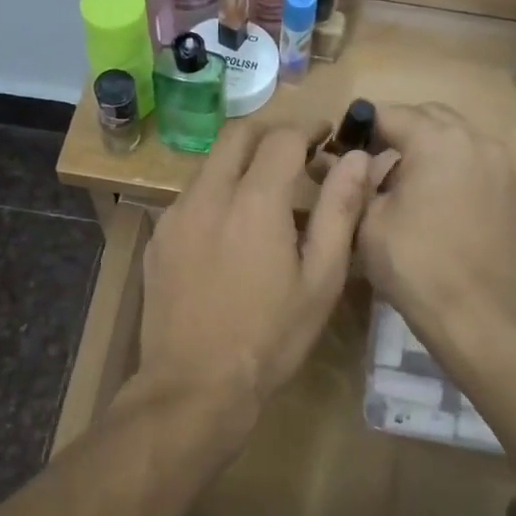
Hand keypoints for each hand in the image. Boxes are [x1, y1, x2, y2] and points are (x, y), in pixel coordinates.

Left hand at [138, 120, 375, 452]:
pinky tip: (230, 232)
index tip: (326, 138)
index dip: (309, 129)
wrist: (194, 386)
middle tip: (297, 154)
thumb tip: (357, 159)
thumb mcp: (321, 279)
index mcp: (254, 201)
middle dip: (271, 132)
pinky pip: (190, 196)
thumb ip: (340, 210)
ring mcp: (175, 215)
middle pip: (237, 134)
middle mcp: (208, 195)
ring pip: (210, 164)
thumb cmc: (270, 338)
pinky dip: (217, 193)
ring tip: (267, 197)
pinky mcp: (158, 238)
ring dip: (241, 163)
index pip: (282, 137)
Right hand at [354, 104, 515, 347]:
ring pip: (454, 137)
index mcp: (437, 140)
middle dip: (396, 132)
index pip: (389, 113)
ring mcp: (500, 164)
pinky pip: (472, 161)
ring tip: (401, 184)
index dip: (360, 127)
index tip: (341, 149)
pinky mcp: (511, 190)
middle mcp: (475, 139)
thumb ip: (355, 181)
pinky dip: (449, 167)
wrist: (477, 314)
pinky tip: (431, 200)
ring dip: (425, 148)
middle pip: (427, 117)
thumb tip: (341, 160)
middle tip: (370, 165)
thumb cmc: (414, 265)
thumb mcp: (368, 221)